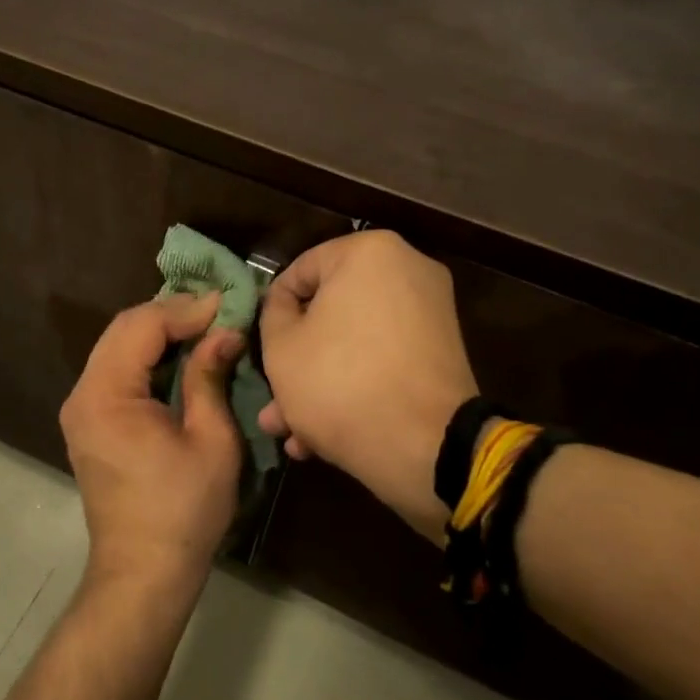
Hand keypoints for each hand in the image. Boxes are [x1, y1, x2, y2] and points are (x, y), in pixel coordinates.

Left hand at [60, 294, 245, 595]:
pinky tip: (180, 356)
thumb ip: (210, 378)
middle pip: (123, 330)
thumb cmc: (184, 510)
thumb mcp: (211, 440)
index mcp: (107, 396)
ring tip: (205, 328)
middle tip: (219, 311)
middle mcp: (83, 394)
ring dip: (160, 333)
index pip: (141, 326)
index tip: (227, 304)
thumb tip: (225, 332)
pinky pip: (117, 371)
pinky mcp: (89, 422)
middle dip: (171, 314)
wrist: (143, 571)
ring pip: (118, 347)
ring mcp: (81, 409)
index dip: (185, 309)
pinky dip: (148, 356)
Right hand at [258, 232, 477, 530]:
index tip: (259, 346)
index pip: (299, 271)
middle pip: (330, 312)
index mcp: (369, 252)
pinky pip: (383, 361)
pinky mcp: (440, 355)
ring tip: (287, 430)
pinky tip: (320, 438)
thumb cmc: (339, 382)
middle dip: (296, 360)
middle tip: (272, 396)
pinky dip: (355, 387)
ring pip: (354, 342)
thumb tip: (283, 305)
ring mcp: (430, 314)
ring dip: (318, 383)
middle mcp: (408, 271)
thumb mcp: (280, 346)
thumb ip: (272, 313)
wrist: (425, 447)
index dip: (272, 310)